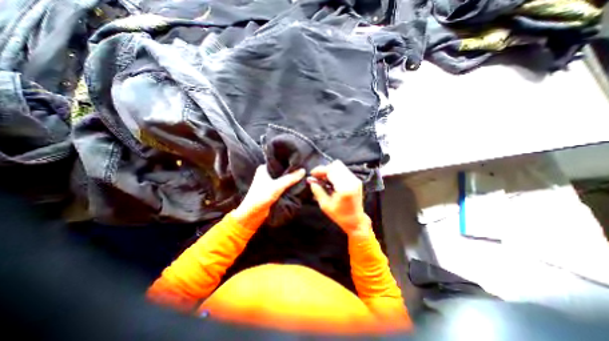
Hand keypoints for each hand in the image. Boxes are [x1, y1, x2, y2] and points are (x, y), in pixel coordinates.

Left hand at [234, 165, 304, 225]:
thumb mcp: (277, 186)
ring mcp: (269, 182)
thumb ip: (290, 178)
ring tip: (303, 175)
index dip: (289, 161)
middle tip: (304, 168)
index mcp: (264, 168)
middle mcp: (266, 174)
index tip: (300, 161)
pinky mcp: (272, 190)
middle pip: (282, 170)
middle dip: (291, 171)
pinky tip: (297, 184)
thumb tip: (303, 170)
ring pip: (283, 178)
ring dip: (291, 179)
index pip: (279, 161)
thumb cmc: (261, 197)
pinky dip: (289, 185)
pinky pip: (283, 185)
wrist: (252, 215)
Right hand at [308, 161, 367, 235]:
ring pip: (340, 166)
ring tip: (323, 179)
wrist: (356, 220)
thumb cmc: (340, 215)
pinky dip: (335, 173)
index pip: (331, 170)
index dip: (320, 170)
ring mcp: (355, 180)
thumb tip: (311, 181)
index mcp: (344, 188)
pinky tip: (330, 181)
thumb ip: (317, 191)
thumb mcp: (325, 205)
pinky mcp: (356, 180)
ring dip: (330, 171)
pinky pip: (343, 170)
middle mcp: (352, 181)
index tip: (312, 174)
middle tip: (318, 177)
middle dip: (325, 169)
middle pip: (336, 165)